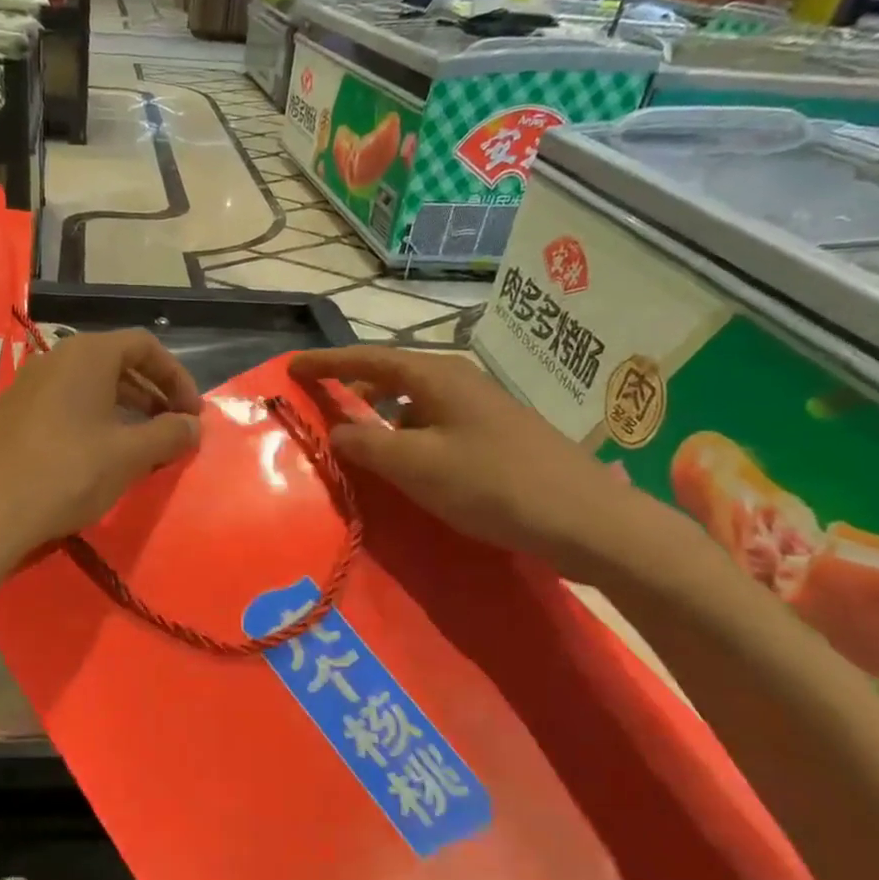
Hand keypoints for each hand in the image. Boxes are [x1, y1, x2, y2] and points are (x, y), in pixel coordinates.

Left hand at [0, 329, 203, 564]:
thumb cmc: (68, 473)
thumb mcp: (128, 455)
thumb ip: (169, 435)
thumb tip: (193, 426)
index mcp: (87, 355)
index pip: (144, 346)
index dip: (176, 377)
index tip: (191, 414)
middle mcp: (55, 360)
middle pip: (117, 364)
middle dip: (152, 395)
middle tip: (173, 430)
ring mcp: (28, 387)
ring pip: (90, 388)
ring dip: (125, 411)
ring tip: (143, 448)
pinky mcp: (12, 416)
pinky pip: (65, 407)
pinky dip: (94, 422)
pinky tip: (101, 459)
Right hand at [290, 346, 677, 583]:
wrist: (586, 520)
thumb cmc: (492, 484)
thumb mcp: (416, 466)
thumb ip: (367, 446)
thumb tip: (336, 432)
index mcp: (436, 377)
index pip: (367, 359)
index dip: (326, 362)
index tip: (291, 366)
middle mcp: (458, 381)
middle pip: (391, 375)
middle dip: (352, 388)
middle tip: (321, 408)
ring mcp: (481, 408)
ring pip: (414, 403)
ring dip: (380, 417)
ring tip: (359, 444)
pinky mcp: (495, 435)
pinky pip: (434, 424)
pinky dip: (407, 436)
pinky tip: (407, 465)